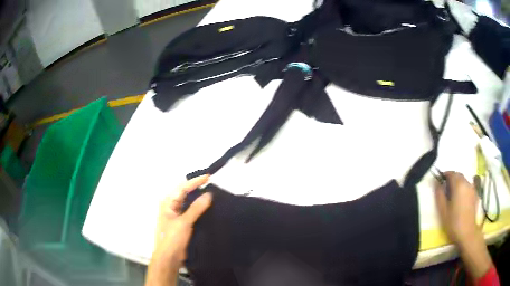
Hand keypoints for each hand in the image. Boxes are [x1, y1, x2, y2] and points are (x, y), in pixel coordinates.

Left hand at [145, 175, 211, 285]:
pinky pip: (191, 212)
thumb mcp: (184, 222)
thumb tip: (208, 195)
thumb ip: (196, 208)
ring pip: (188, 203)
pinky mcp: (182, 224)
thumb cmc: (172, 238)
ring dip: (198, 199)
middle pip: (185, 194)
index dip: (195, 181)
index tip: (208, 177)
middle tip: (211, 184)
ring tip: (212, 194)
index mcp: (167, 203)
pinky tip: (208, 208)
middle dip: (197, 188)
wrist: (169, 258)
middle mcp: (171, 206)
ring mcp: (176, 215)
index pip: (182, 188)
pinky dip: (199, 209)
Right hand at [434, 171, 492, 278]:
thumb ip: (439, 194)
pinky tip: (461, 199)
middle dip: (451, 179)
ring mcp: (472, 188)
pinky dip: (463, 188)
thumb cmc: (453, 222)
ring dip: (458, 183)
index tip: (440, 182)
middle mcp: (466, 183)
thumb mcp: (443, 210)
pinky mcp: (475, 194)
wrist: (467, 233)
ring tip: (453, 196)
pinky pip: (468, 186)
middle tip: (446, 190)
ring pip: (464, 180)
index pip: (451, 173)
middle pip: (458, 175)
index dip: (444, 175)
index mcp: (458, 185)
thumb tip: (436, 183)